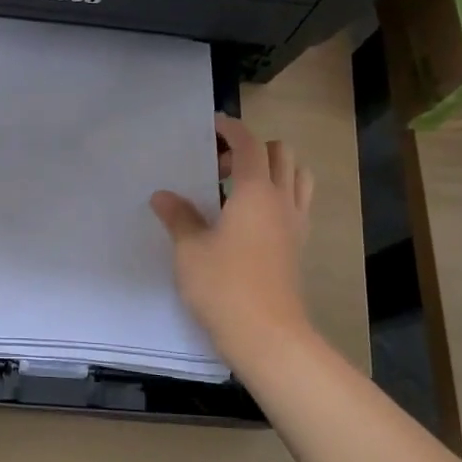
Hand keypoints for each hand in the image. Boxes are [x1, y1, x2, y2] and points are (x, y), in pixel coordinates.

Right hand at [151, 116, 315, 365]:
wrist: (268, 335)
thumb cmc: (224, 286)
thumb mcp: (190, 250)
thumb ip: (178, 217)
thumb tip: (163, 197)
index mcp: (255, 192)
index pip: (249, 144)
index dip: (231, 129)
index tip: (213, 126)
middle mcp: (282, 200)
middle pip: (281, 153)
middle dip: (252, 148)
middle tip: (220, 167)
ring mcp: (296, 224)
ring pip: (297, 176)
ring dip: (274, 169)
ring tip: (241, 187)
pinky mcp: (298, 246)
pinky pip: (298, 203)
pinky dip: (281, 194)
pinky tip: (252, 217)